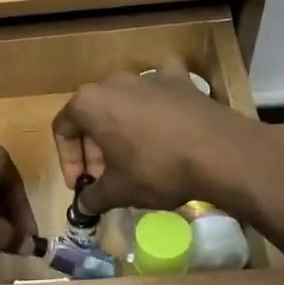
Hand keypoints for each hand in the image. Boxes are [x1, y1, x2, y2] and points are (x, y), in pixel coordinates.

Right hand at [53, 63, 283, 215]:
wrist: (221, 153)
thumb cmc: (157, 169)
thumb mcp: (119, 191)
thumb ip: (93, 198)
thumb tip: (82, 207)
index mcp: (89, 103)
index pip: (63, 129)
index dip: (68, 161)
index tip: (81, 185)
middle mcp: (114, 82)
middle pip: (92, 115)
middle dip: (93, 149)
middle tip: (104, 179)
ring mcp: (149, 77)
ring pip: (123, 102)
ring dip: (120, 128)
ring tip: (132, 157)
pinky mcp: (180, 80)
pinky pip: (159, 88)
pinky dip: (156, 101)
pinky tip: (163, 116)